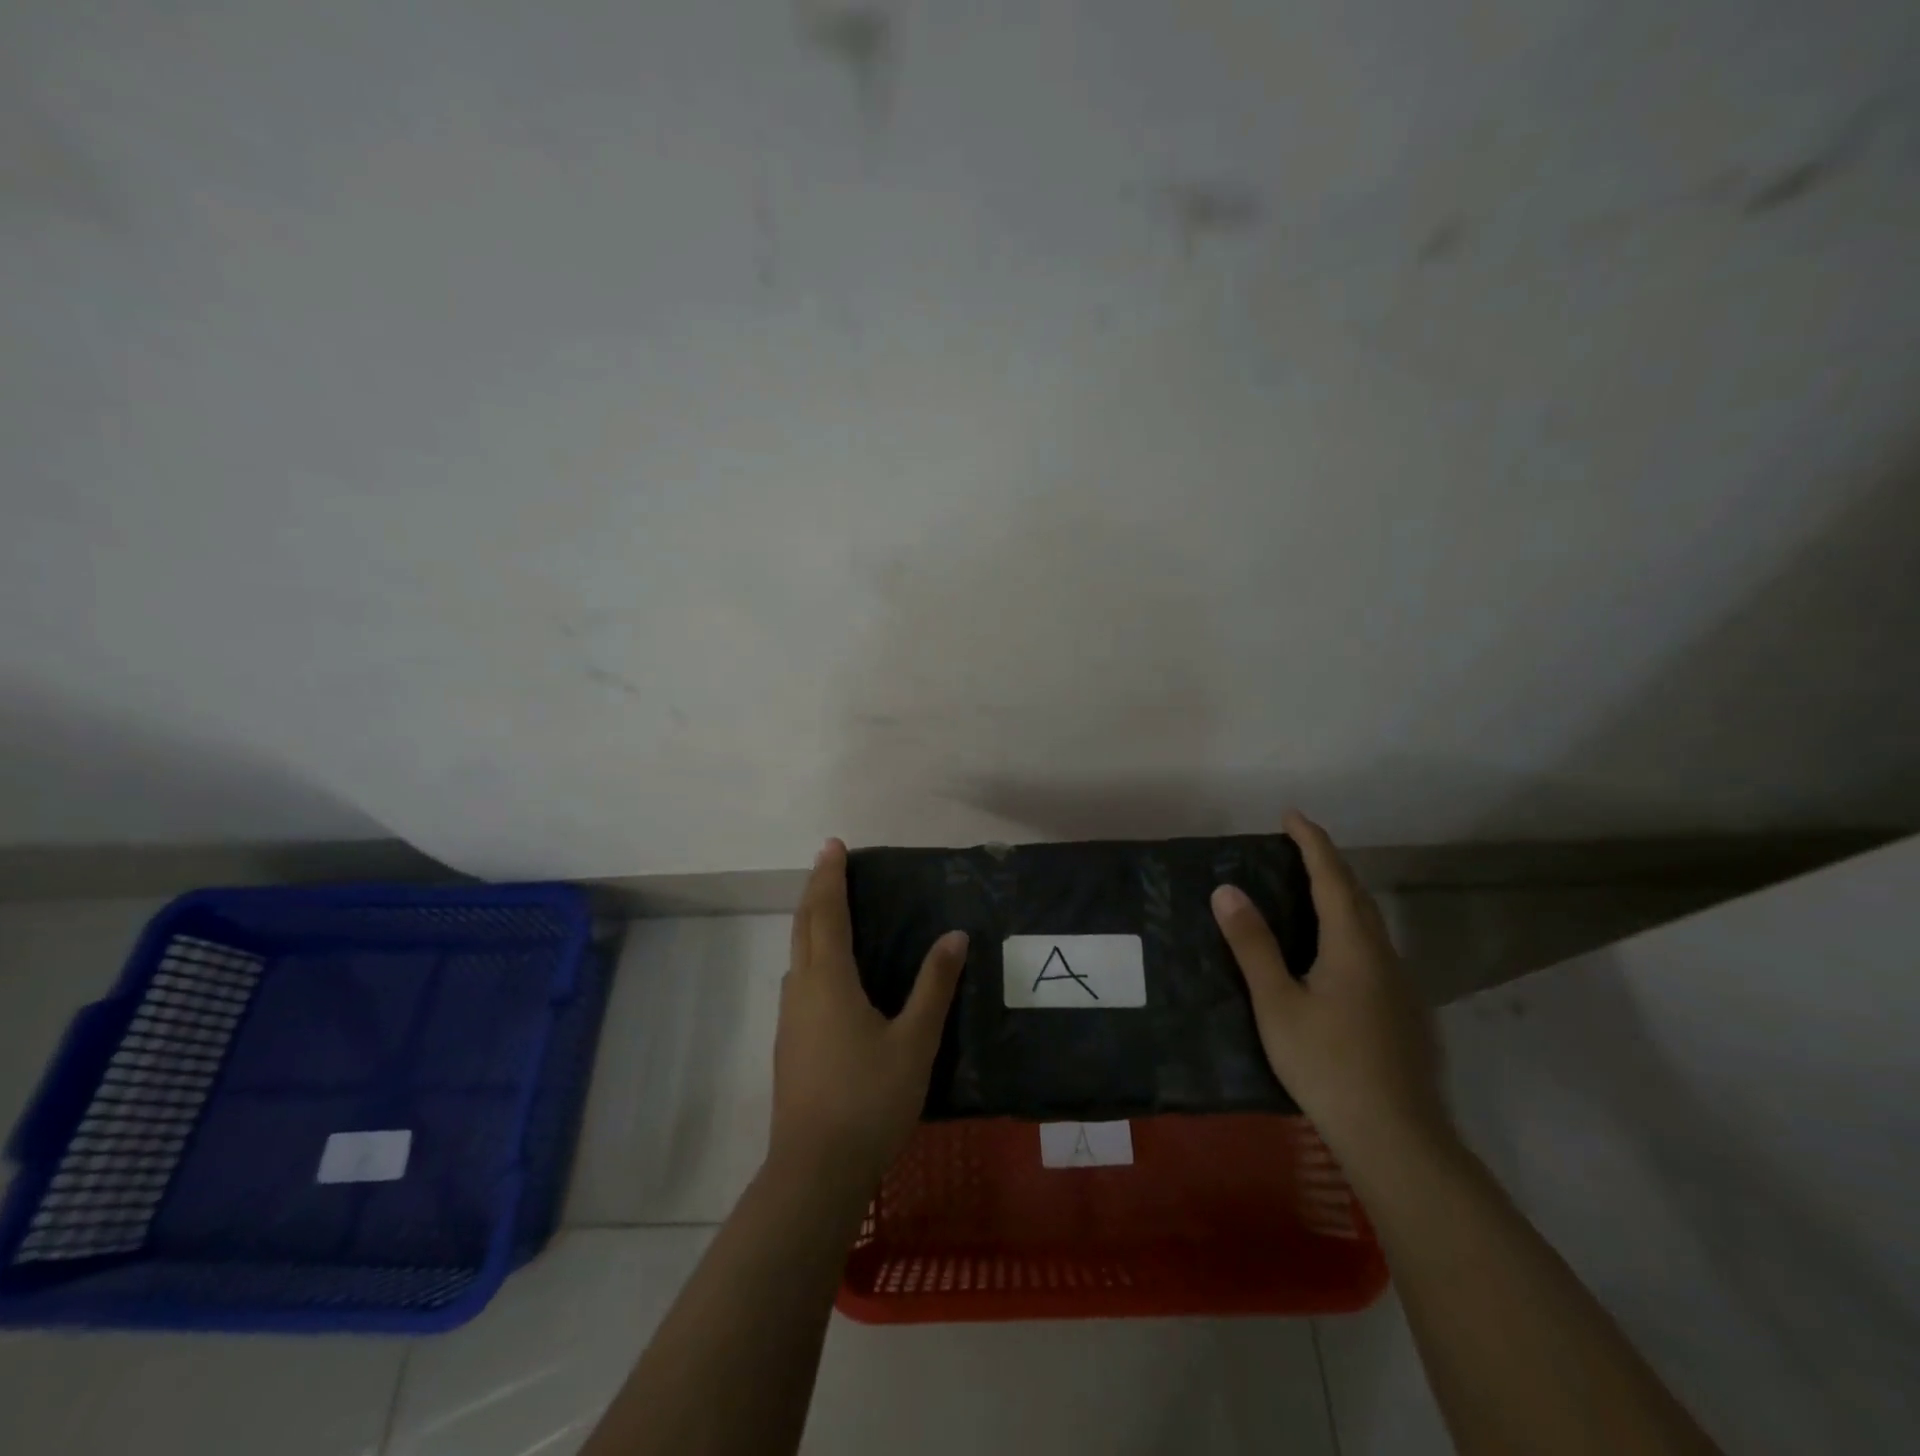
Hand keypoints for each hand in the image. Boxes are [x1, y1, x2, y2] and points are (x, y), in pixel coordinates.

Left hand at [769, 838, 968, 1197]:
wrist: (815, 1172)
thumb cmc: (869, 1099)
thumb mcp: (915, 1041)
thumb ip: (934, 986)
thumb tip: (954, 936)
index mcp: (829, 980)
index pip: (826, 912)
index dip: (829, 876)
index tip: (833, 845)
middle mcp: (801, 989)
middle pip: (803, 926)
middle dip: (815, 890)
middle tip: (829, 864)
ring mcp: (789, 1019)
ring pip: (796, 954)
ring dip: (810, 923)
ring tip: (830, 911)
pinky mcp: (789, 1045)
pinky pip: (799, 980)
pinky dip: (811, 954)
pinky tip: (829, 975)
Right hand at [1211, 811, 1449, 1169]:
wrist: (1397, 1137)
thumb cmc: (1328, 1064)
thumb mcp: (1277, 1003)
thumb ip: (1253, 945)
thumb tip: (1227, 890)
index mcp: (1352, 945)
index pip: (1332, 877)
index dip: (1311, 842)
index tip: (1290, 815)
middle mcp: (1382, 955)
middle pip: (1356, 895)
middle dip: (1328, 863)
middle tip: (1296, 846)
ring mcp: (1399, 984)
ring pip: (1369, 923)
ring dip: (1341, 895)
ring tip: (1309, 890)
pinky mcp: (1404, 1011)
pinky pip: (1373, 948)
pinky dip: (1349, 927)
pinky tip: (1333, 953)